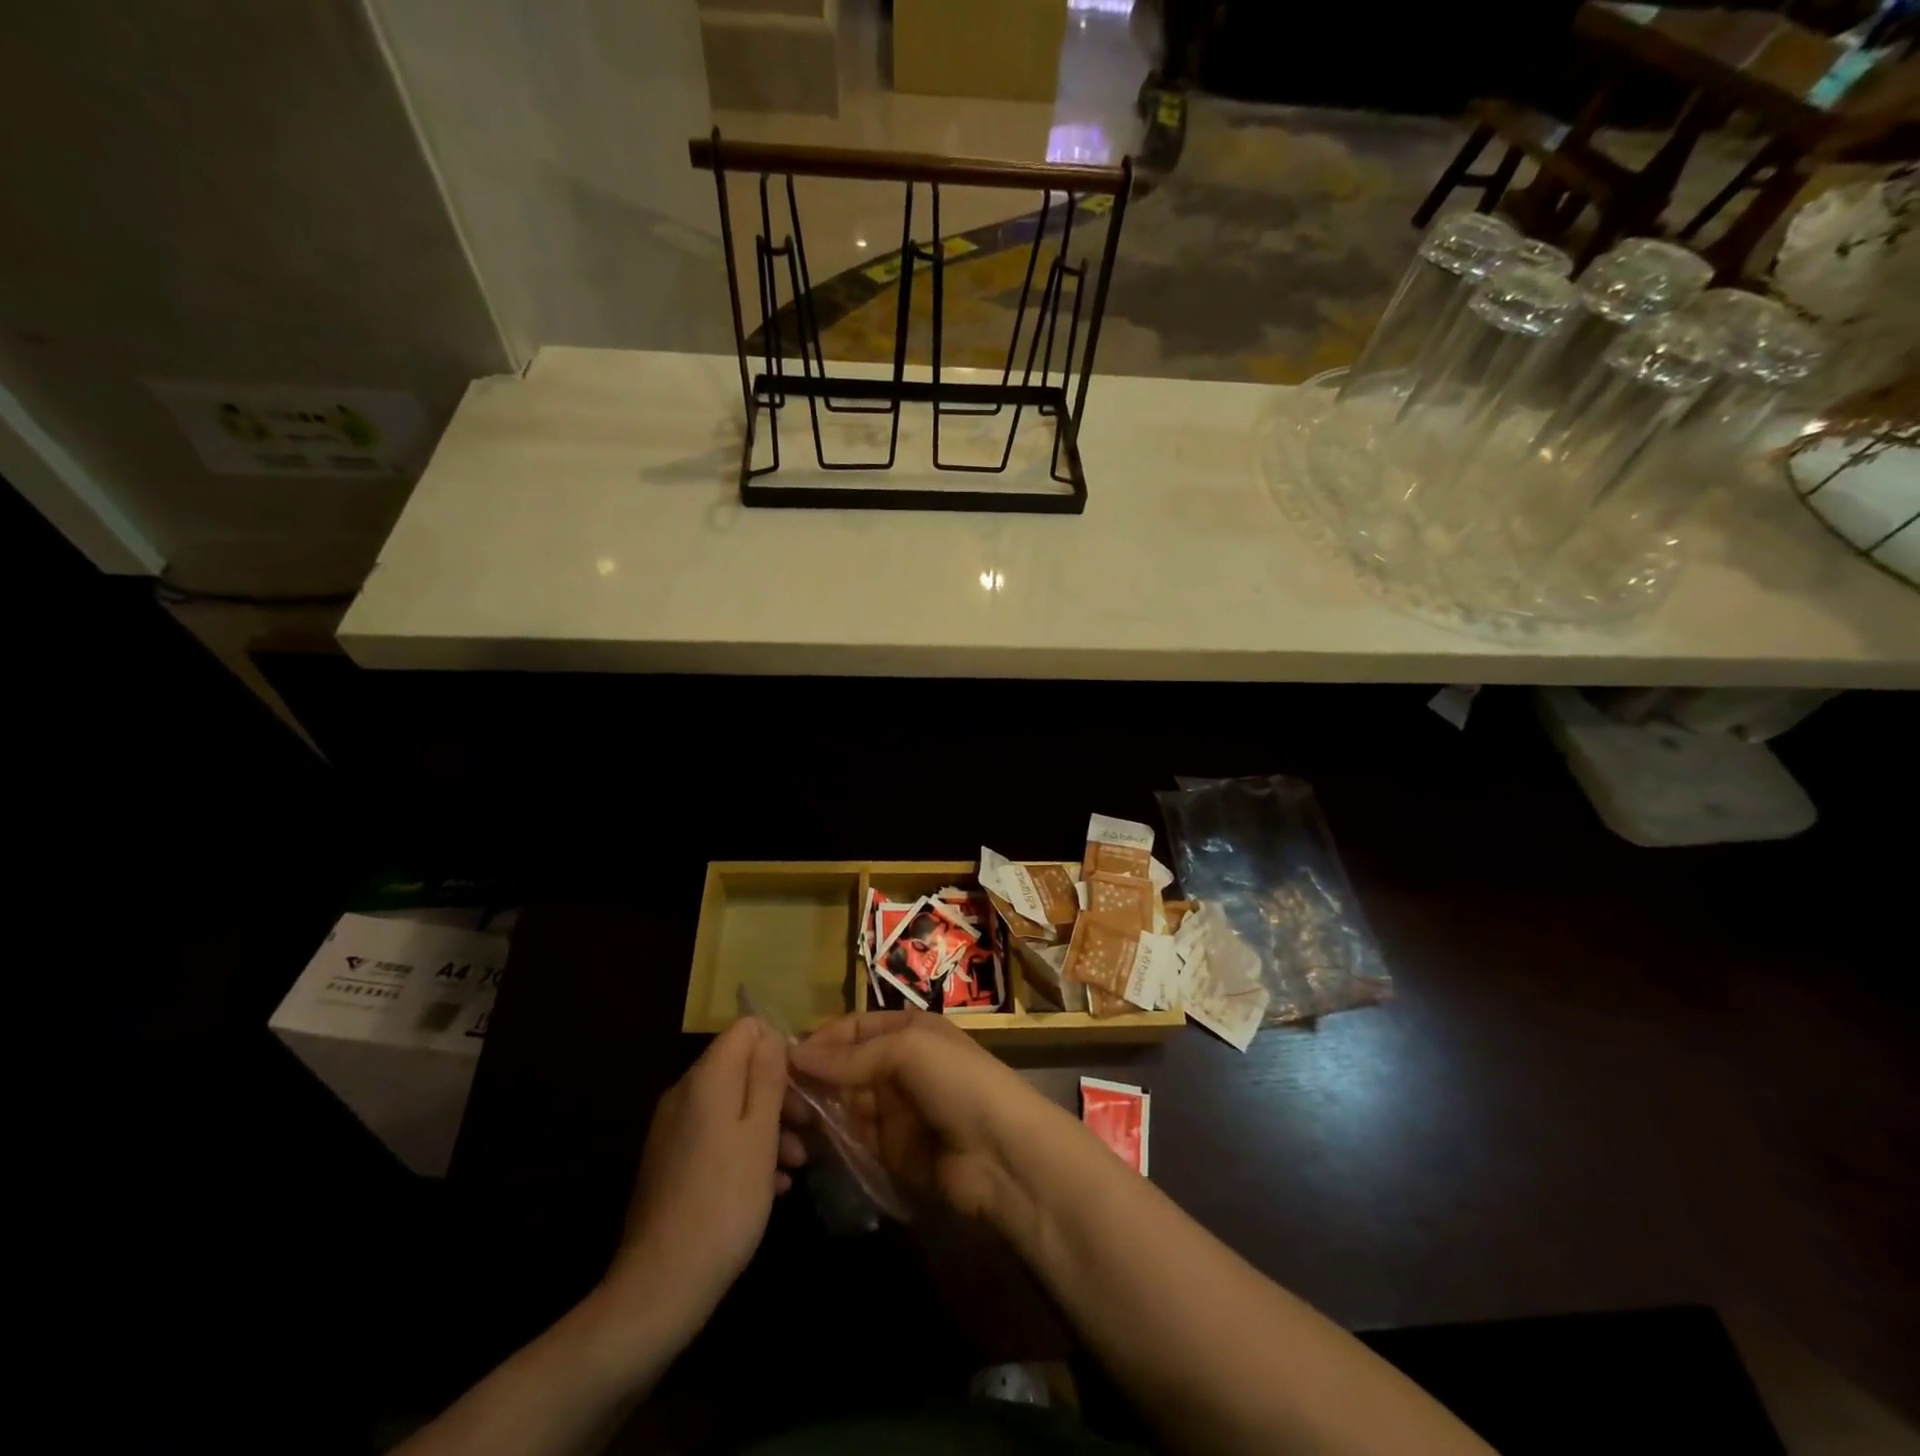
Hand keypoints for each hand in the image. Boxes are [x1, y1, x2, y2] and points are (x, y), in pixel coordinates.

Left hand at [605, 1017, 789, 1327]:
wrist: (661, 1286)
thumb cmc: (725, 1200)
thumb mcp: (761, 1133)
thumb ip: (767, 1076)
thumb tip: (770, 1033)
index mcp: (706, 1079)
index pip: (746, 1028)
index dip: (779, 1047)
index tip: (803, 1084)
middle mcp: (683, 1094)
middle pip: (740, 1068)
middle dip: (778, 1092)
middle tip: (808, 1129)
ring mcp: (673, 1130)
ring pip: (731, 1106)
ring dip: (768, 1126)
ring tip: (797, 1164)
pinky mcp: (670, 1163)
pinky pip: (716, 1136)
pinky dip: (745, 1150)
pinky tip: (771, 1184)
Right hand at [788, 1010, 1072, 1231]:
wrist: (1002, 1155)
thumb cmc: (958, 1083)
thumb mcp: (908, 1050)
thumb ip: (852, 1056)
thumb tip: (796, 1055)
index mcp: (909, 1030)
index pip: (854, 1028)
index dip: (822, 1039)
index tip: (782, 1057)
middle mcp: (901, 1065)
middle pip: (846, 1066)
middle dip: (815, 1076)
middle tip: (775, 1093)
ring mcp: (897, 1110)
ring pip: (846, 1103)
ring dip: (819, 1109)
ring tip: (784, 1118)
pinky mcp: (893, 1151)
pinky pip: (855, 1139)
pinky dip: (833, 1139)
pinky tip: (806, 1142)